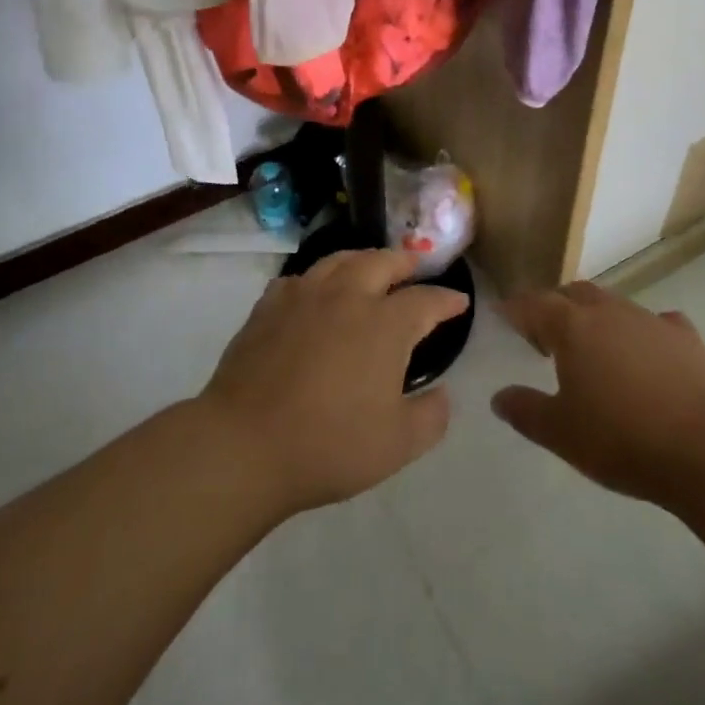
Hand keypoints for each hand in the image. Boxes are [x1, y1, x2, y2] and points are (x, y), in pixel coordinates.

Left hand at [200, 250, 469, 516]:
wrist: (245, 443)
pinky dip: (317, 279)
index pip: (425, 300)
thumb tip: (442, 393)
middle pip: (382, 262)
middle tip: (415, 267)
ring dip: (363, 259)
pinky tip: (315, 292)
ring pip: (340, 260)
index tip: (459, 302)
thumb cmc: (329, 444)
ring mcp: (304, 296)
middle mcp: (348, 296)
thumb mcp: (397, 445)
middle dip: (405, 262)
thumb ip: (431, 416)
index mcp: (384, 324)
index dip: (446, 299)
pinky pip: (300, 278)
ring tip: (370, 266)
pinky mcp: (269, 305)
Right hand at [492, 283, 704, 509]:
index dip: (516, 308)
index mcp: (572, 327)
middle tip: (546, 332)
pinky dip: (643, 332)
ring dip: (597, 317)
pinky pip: (657, 323)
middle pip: (574, 293)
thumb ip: (525, 411)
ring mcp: (650, 319)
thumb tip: (499, 396)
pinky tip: (648, 352)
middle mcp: (608, 311)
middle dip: (556, 305)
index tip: (503, 314)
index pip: (534, 304)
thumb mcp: (561, 434)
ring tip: (594, 345)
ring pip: (614, 304)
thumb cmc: (622, 439)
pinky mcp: (687, 337)